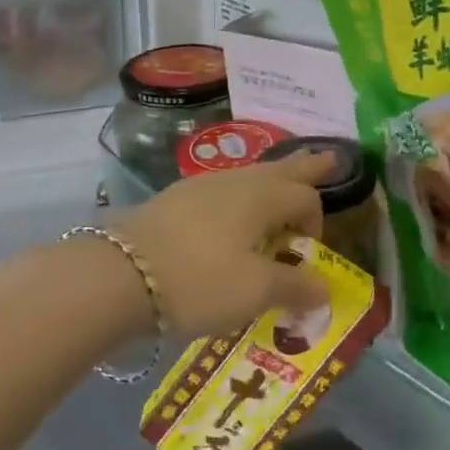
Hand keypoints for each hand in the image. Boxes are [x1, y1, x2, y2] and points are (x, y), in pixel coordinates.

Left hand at [112, 151, 335, 337]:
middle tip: (328, 158)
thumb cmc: (199, 280)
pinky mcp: (175, 199)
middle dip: (305, 166)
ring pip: (249, 175)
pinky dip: (240, 194)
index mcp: (262, 197)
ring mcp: (201, 186)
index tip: (305, 255)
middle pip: (280, 169)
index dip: (315, 223)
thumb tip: (325, 288)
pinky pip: (222, 189)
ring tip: (281, 178)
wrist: (120, 274)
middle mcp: (236, 181)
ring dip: (272, 177)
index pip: (305, 197)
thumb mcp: (254, 292)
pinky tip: (231, 208)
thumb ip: (294, 286)